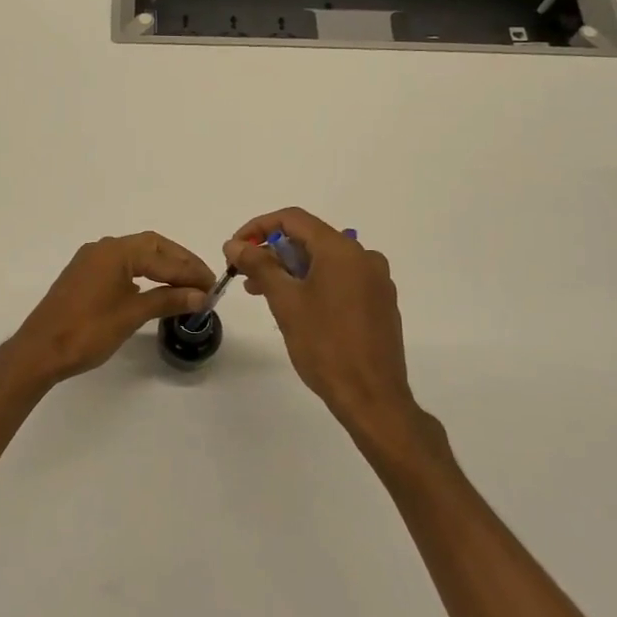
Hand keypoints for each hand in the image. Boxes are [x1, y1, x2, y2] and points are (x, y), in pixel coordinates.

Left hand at [0, 232, 214, 393]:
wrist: (39, 351)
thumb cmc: (87, 331)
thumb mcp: (132, 315)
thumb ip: (168, 300)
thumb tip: (200, 295)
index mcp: (115, 251)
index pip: (163, 256)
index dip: (190, 271)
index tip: (213, 286)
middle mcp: (103, 248)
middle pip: (151, 247)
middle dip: (179, 263)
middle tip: (203, 283)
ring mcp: (91, 261)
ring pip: (136, 255)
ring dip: (162, 267)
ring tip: (186, 287)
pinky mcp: (84, 276)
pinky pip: (122, 266)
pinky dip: (144, 273)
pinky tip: (156, 289)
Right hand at [226, 208, 419, 438]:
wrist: (372, 397)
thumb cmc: (325, 345)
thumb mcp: (285, 302)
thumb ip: (259, 265)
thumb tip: (235, 244)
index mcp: (342, 250)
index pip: (293, 219)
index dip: (259, 227)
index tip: (236, 248)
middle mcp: (364, 257)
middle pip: (310, 239)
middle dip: (273, 252)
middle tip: (244, 274)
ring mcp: (376, 281)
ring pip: (325, 261)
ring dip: (291, 270)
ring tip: (262, 293)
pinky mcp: (380, 303)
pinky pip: (341, 279)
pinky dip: (314, 284)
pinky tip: (296, 307)